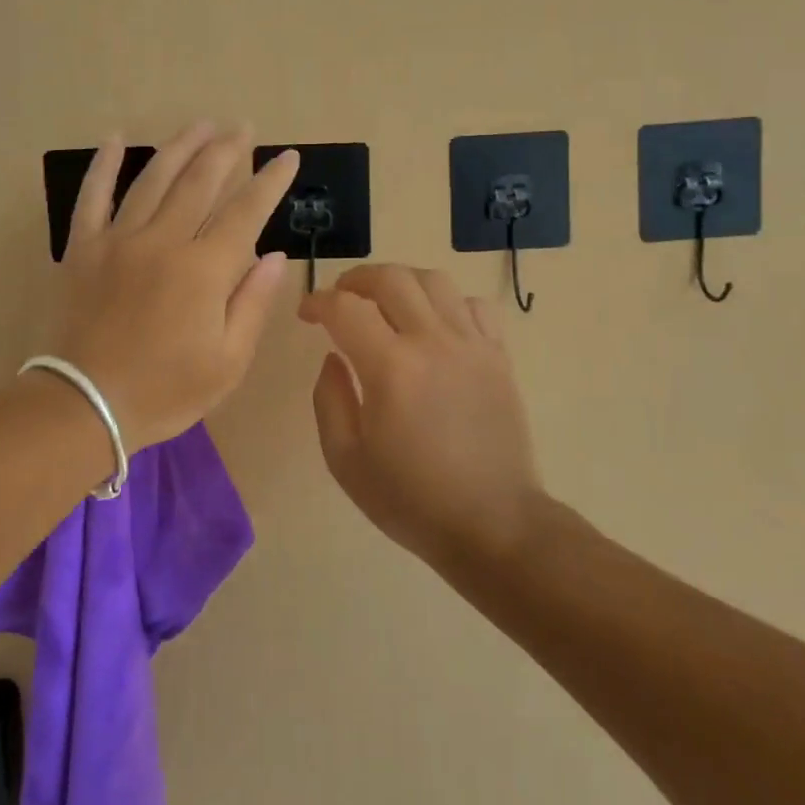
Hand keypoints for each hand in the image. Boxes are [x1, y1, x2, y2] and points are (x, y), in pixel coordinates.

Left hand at [50, 122, 295, 449]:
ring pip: (153, 179)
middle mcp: (163, 241)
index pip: (246, 211)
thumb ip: (253, 303)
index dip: (271, 181)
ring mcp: (118, 240)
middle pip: (200, 182)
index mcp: (204, 269)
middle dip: (227, 150)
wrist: (83, 406)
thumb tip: (275, 255)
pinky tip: (117, 139)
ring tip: (200, 124)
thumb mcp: (228, 362)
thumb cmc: (164, 391)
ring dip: (180, 147)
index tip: (289, 157)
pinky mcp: (83, 248)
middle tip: (243, 127)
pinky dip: (104, 165)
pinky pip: (92, 196)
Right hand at [299, 264, 544, 568]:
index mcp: (390, 367)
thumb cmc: (412, 500)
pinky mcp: (498, 355)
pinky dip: (447, 301)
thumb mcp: (346, 461)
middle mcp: (432, 341)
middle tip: (341, 299)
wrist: (494, 525)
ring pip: (434, 280)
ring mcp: (471, 344)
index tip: (306, 314)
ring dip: (401, 282)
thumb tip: (333, 357)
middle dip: (356, 279)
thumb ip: (329, 400)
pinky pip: (473, 304)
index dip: (318, 301)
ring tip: (386, 303)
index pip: (345, 307)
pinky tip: (434, 324)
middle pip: (391, 278)